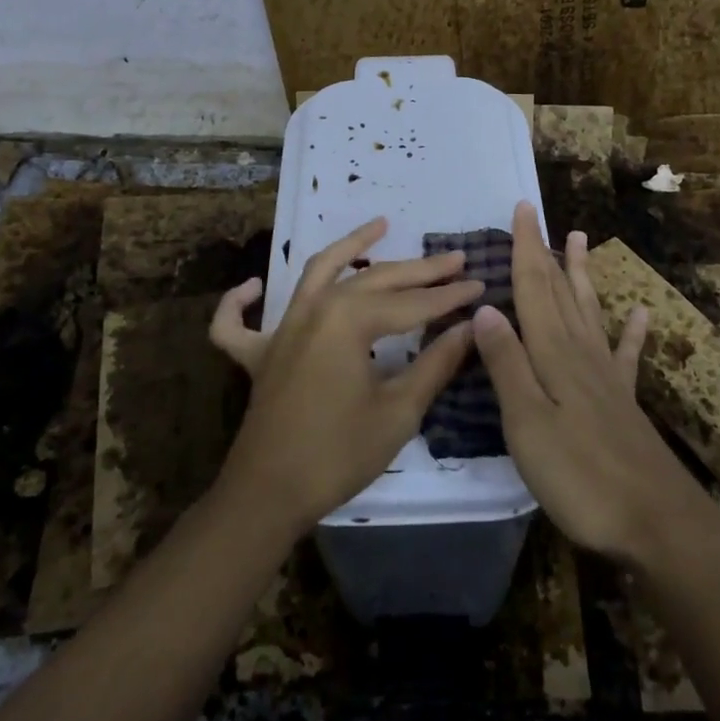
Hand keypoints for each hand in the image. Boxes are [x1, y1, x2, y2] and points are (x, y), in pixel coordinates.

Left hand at [208, 217, 482, 536]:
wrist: (269, 495)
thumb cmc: (339, 453)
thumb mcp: (398, 410)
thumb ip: (435, 363)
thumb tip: (470, 328)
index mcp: (349, 319)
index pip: (412, 303)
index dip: (449, 296)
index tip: (481, 284)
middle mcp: (314, 308)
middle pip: (374, 279)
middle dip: (419, 270)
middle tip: (455, 259)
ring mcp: (281, 328)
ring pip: (317, 273)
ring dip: (349, 248)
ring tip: (379, 225)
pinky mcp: (258, 354)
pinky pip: (238, 322)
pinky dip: (241, 302)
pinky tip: (254, 286)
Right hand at [473, 202, 719, 564]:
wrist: (658, 522)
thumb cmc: (581, 475)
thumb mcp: (528, 423)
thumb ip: (507, 365)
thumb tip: (485, 308)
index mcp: (553, 354)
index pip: (534, 288)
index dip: (526, 248)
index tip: (522, 209)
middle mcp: (580, 353)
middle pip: (559, 292)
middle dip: (546, 252)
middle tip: (539, 216)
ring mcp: (606, 376)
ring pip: (588, 311)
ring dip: (581, 275)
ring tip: (580, 240)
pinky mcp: (624, 402)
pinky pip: (626, 354)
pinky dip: (632, 331)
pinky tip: (643, 313)